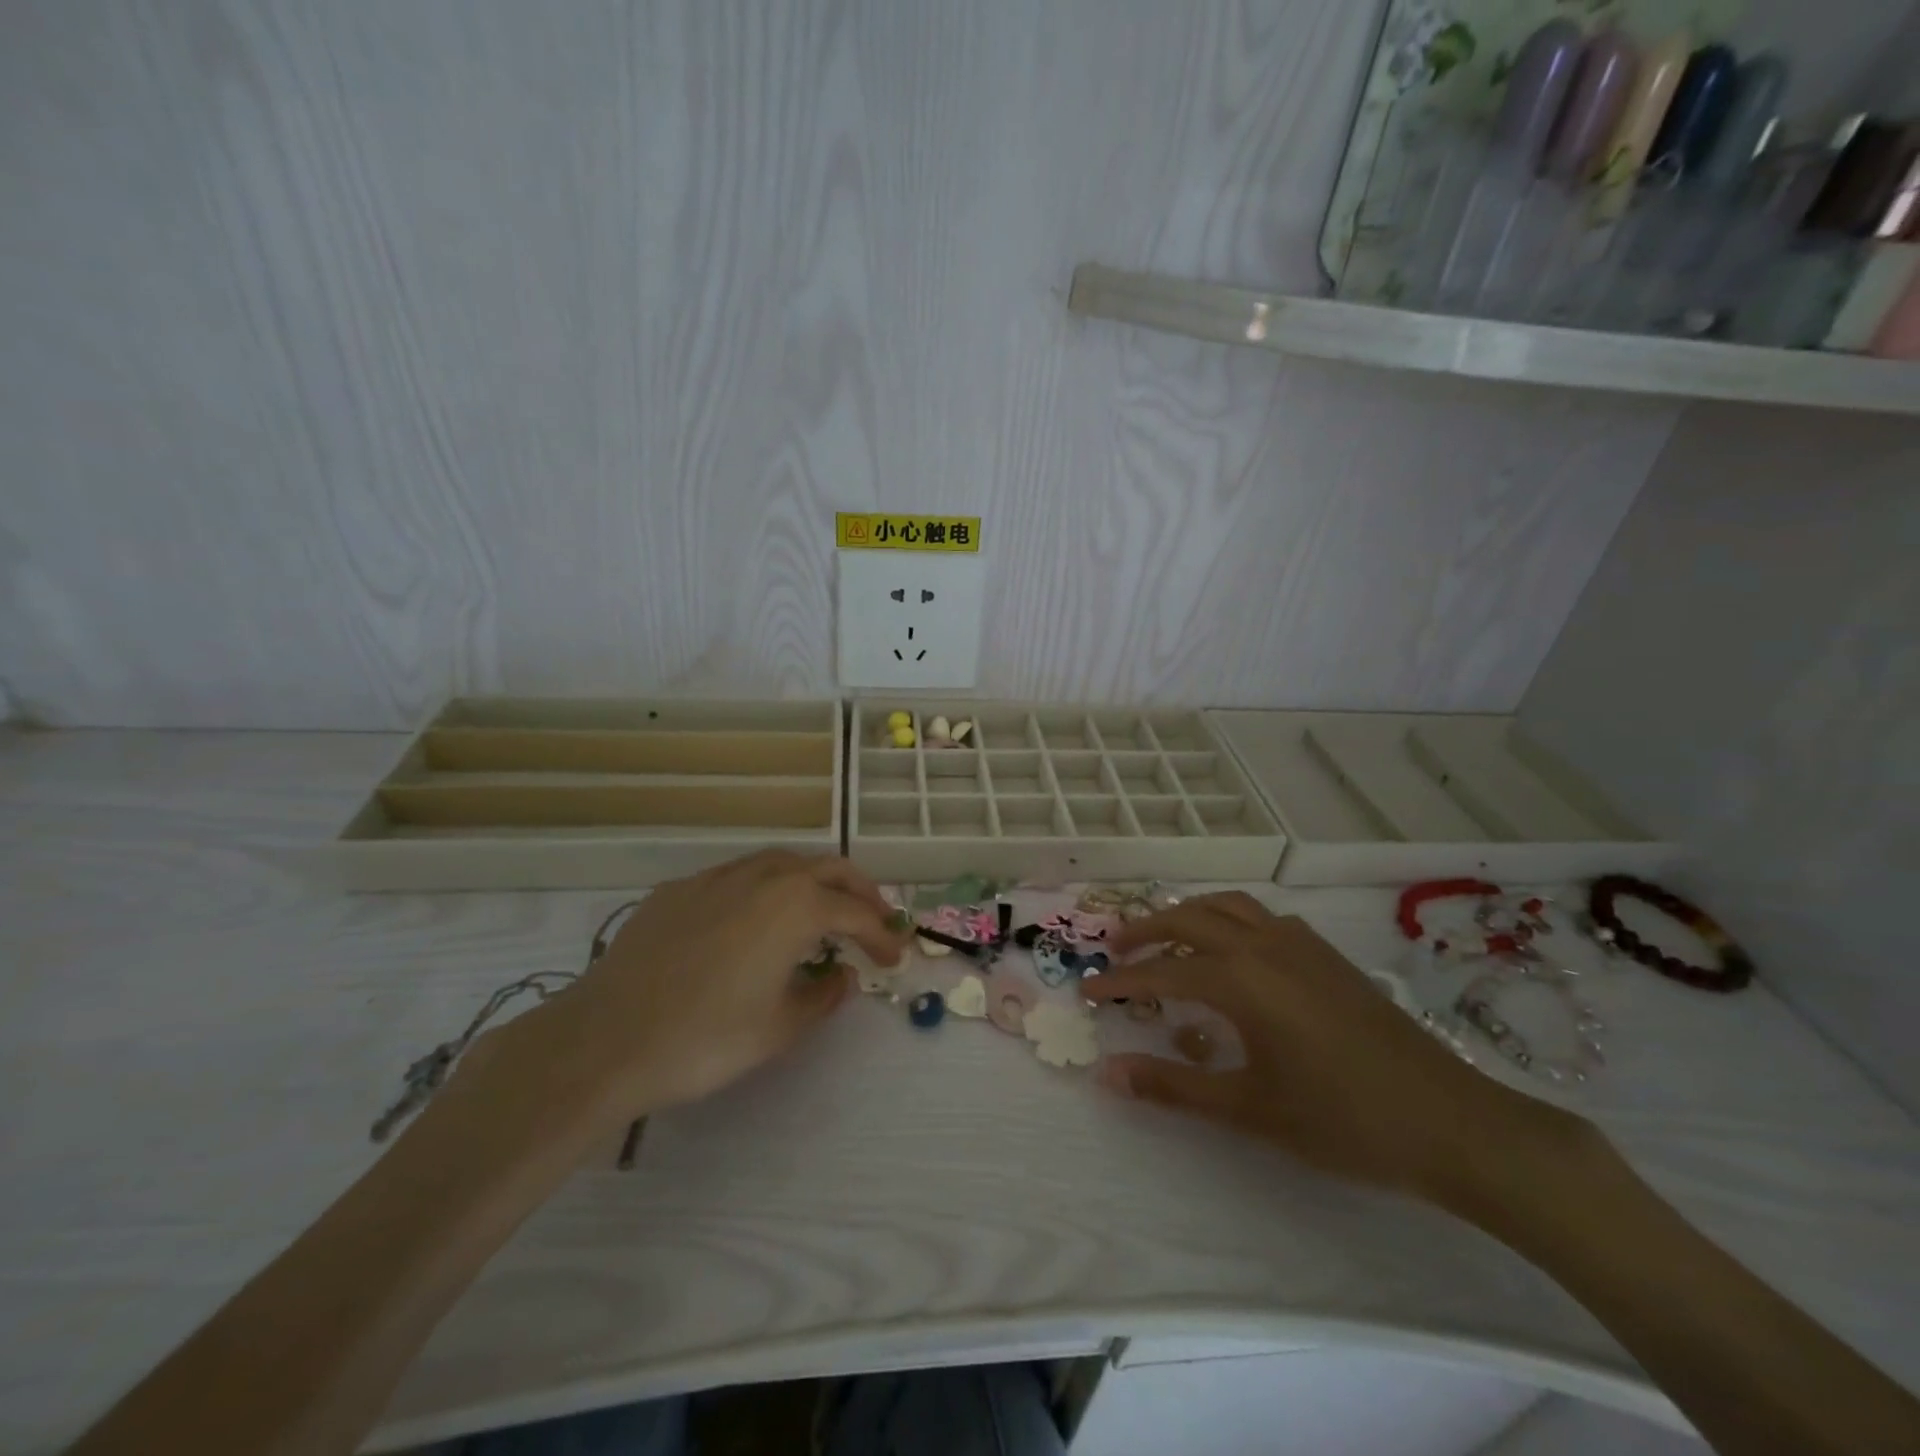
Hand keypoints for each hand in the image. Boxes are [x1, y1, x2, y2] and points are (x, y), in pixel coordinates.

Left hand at [441, 852, 907, 1150]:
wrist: (604, 1040)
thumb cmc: (705, 1038)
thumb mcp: (780, 1027)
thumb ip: (823, 996)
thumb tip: (843, 975)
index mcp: (796, 905)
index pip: (857, 913)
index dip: (883, 935)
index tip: (895, 959)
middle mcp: (763, 876)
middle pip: (828, 868)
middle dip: (860, 892)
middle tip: (875, 922)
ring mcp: (716, 877)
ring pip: (782, 862)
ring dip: (813, 882)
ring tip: (821, 913)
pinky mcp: (679, 890)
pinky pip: (738, 877)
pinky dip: (765, 890)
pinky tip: (754, 921)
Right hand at [1086, 892, 1586, 1207]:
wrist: (1452, 1122)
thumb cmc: (1344, 1121)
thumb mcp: (1250, 1109)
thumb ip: (1174, 1086)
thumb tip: (1108, 1072)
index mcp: (1241, 979)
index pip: (1161, 972)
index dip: (1119, 982)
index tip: (1086, 990)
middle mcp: (1264, 945)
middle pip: (1188, 918)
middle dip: (1145, 931)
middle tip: (1114, 950)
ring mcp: (1300, 943)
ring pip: (1227, 906)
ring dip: (1187, 915)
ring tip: (1164, 937)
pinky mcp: (1326, 954)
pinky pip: (1261, 916)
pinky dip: (1229, 919)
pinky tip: (1233, 950)